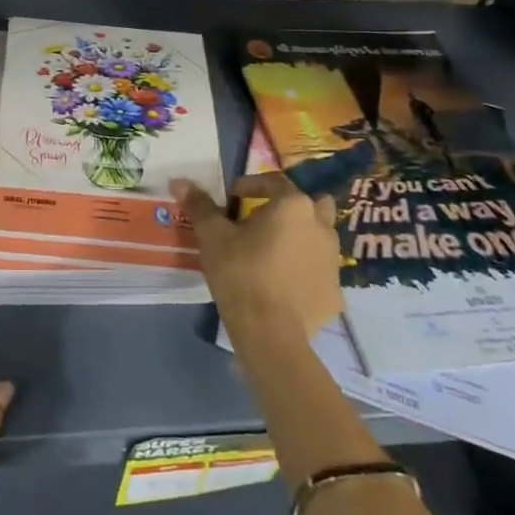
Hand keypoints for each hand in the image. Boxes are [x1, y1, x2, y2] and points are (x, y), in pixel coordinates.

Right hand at [175, 173, 343, 342]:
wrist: (270, 333)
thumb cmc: (241, 273)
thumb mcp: (213, 236)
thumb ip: (200, 206)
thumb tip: (179, 182)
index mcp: (293, 205)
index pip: (273, 181)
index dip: (250, 186)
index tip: (232, 200)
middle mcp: (321, 226)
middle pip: (308, 205)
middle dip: (288, 209)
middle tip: (262, 222)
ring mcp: (333, 261)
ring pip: (319, 238)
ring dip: (300, 238)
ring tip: (273, 253)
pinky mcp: (335, 293)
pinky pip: (319, 271)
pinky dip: (305, 272)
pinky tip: (284, 285)